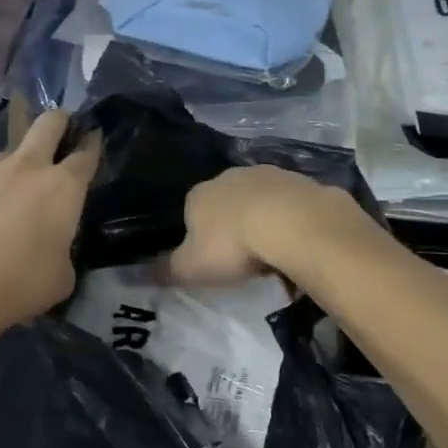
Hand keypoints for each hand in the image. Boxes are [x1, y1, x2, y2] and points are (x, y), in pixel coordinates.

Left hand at [0, 109, 99, 339]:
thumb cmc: (21, 285)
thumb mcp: (62, 274)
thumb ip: (62, 245)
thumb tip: (51, 242)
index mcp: (63, 187)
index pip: (86, 154)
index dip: (91, 145)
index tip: (91, 140)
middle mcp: (26, 167)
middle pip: (48, 124)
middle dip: (58, 122)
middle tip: (58, 129)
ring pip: (3, 156)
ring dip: (9, 171)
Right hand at [167, 165, 366, 285]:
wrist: (293, 224)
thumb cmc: (233, 246)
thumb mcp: (190, 268)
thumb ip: (166, 270)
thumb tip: (143, 273)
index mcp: (199, 195)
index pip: (191, 212)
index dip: (200, 236)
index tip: (212, 261)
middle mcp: (231, 176)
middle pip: (227, 202)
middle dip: (233, 225)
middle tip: (244, 258)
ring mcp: (270, 174)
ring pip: (261, 200)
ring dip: (265, 220)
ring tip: (275, 253)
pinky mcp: (303, 181)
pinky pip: (293, 204)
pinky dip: (294, 220)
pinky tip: (300, 242)